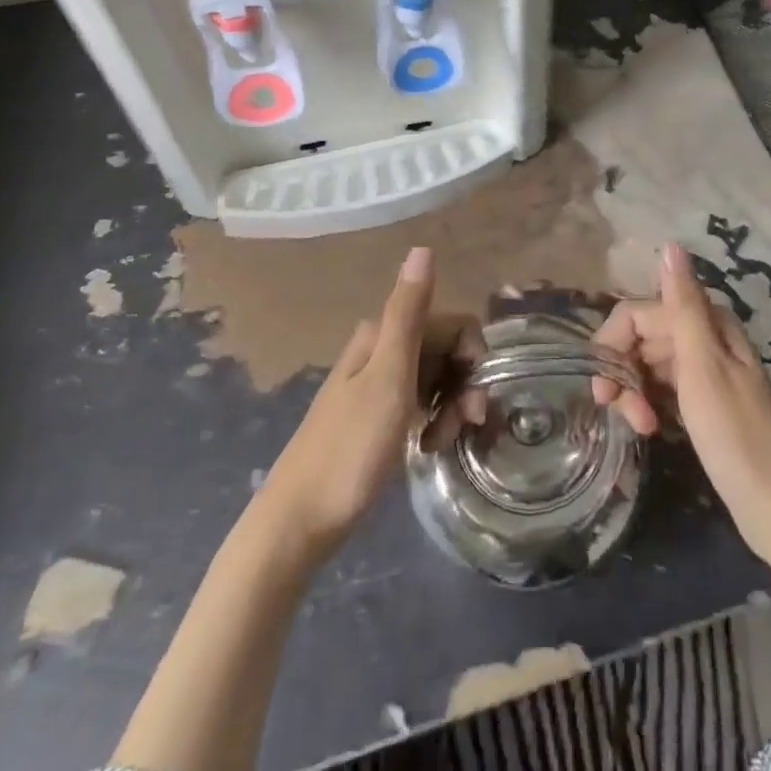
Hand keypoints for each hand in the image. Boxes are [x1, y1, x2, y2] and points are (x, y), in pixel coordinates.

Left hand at [260, 247, 483, 556]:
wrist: (297, 523)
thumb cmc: (350, 449)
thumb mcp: (389, 378)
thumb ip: (409, 313)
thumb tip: (422, 247)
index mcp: (384, 335)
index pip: (454, 325)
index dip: (472, 357)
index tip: (473, 399)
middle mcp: (381, 350)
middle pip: (446, 351)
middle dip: (464, 386)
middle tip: (465, 426)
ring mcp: (377, 385)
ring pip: (436, 380)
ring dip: (451, 408)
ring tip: (440, 443)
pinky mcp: (376, 417)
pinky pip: (420, 405)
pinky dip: (432, 423)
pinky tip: (426, 448)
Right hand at [592, 244, 770, 634]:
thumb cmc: (736, 434)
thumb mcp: (703, 367)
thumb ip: (683, 305)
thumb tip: (670, 245)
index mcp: (706, 323)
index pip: (639, 312)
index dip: (613, 342)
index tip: (603, 386)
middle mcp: (704, 337)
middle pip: (642, 336)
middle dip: (622, 370)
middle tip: (621, 413)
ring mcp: (704, 370)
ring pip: (648, 363)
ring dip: (633, 391)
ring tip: (640, 428)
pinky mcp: (702, 400)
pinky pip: (661, 387)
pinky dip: (648, 403)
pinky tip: (650, 428)